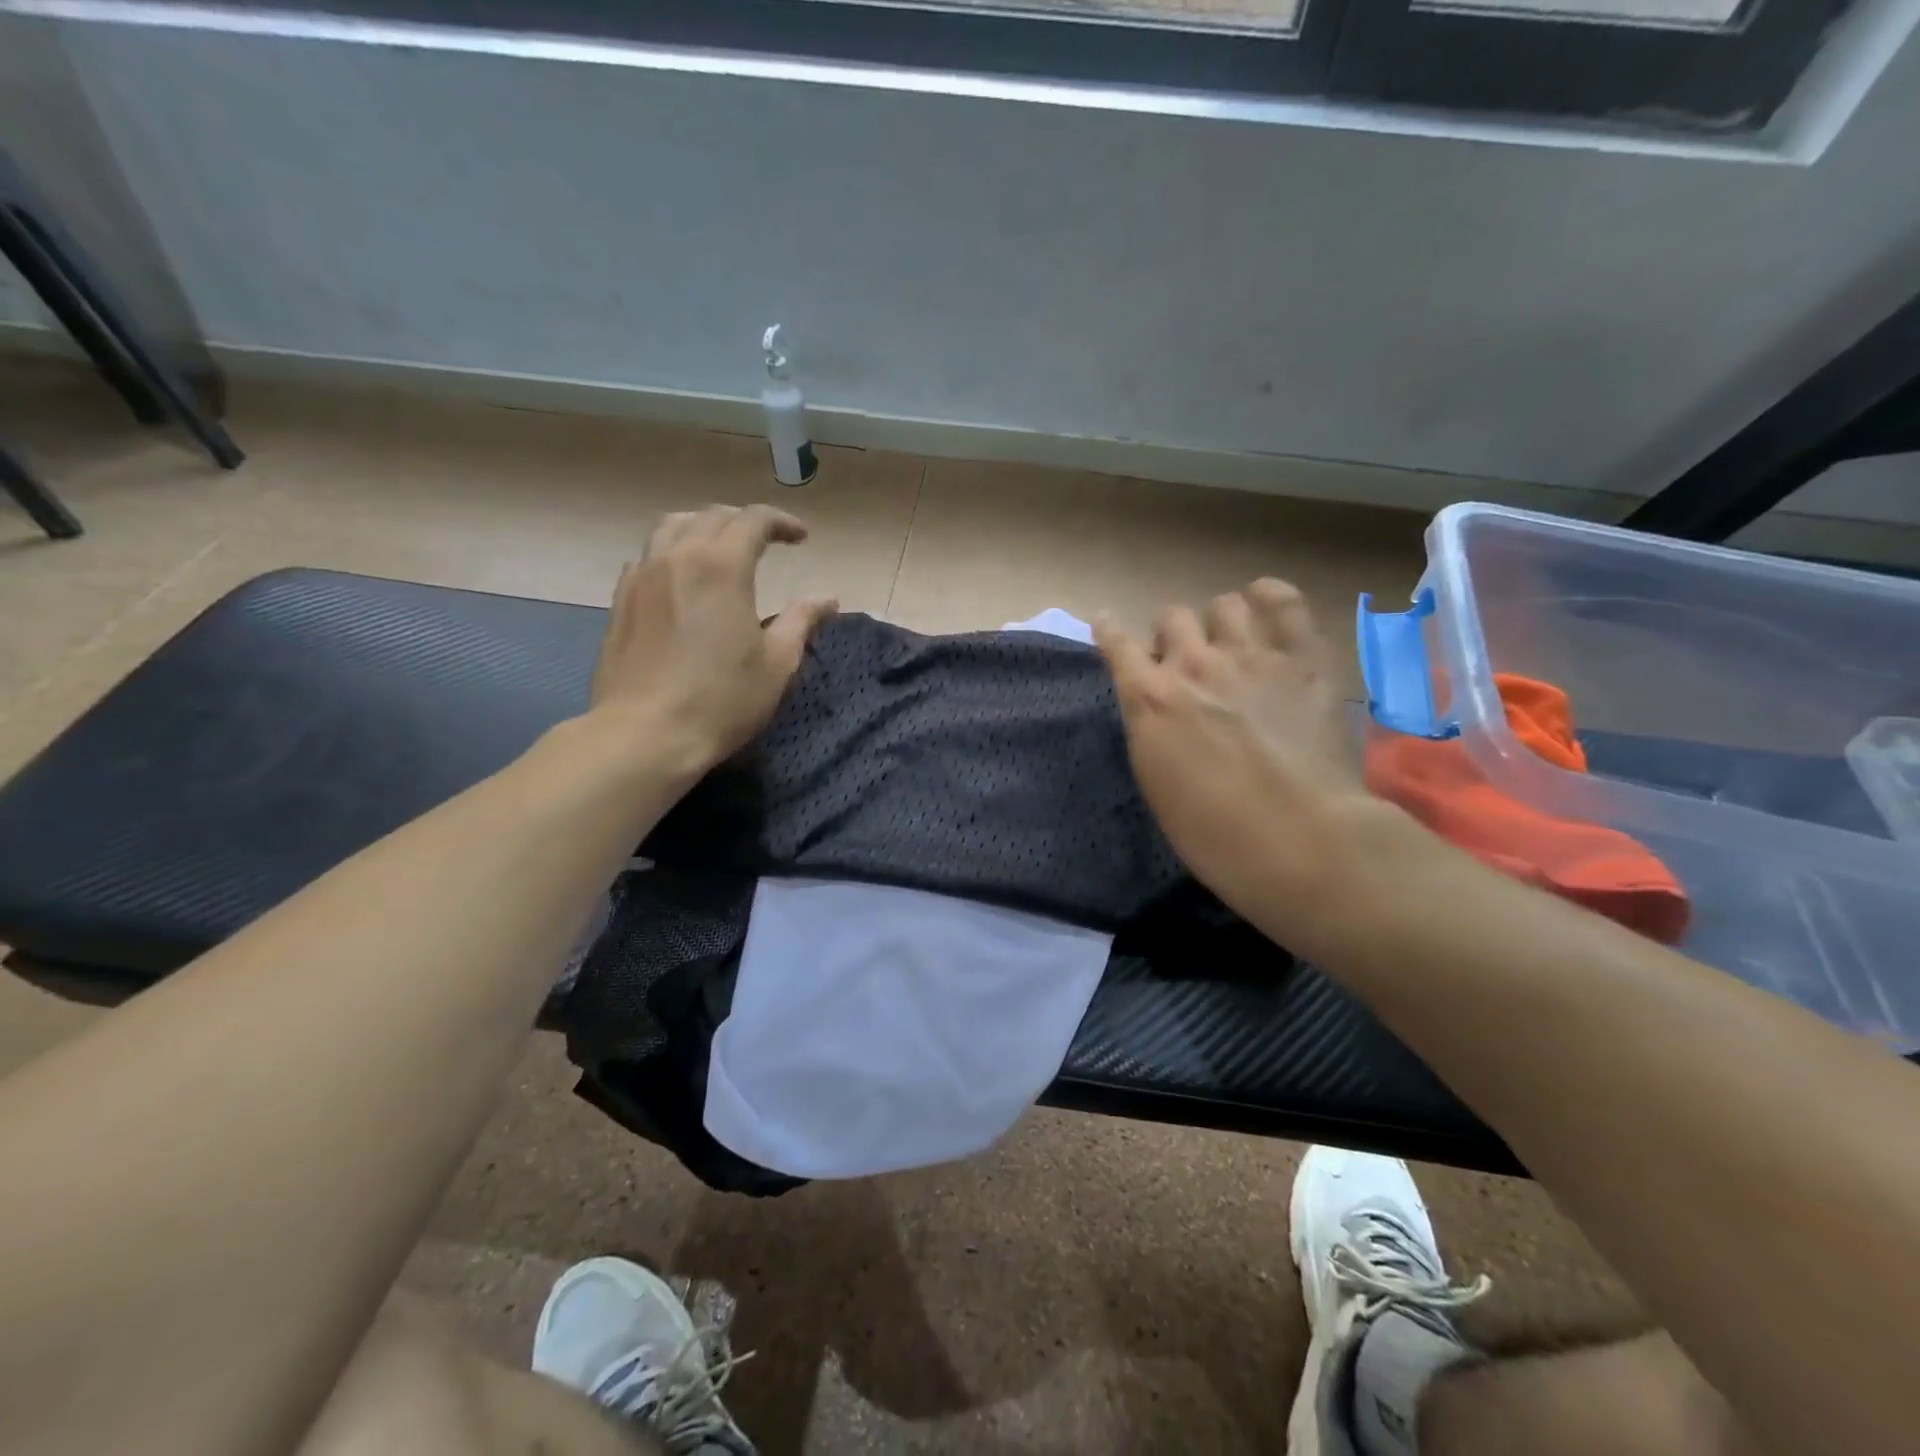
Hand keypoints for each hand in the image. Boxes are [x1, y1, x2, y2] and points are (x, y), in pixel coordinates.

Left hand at [589, 504, 835, 775]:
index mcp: (721, 566)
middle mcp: (678, 557)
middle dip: (744, 522)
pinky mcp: (620, 600)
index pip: (753, 521)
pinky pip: (648, 555)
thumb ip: (802, 621)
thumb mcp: (777, 664)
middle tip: (766, 542)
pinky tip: (681, 578)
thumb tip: (827, 599)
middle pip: (712, 516)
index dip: (781, 522)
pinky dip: (672, 551)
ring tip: (720, 547)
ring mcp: (642, 576)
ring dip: (703, 526)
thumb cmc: (721, 700)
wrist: (645, 734)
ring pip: (671, 526)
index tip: (801, 538)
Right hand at [1094, 580, 1372, 926]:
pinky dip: (1271, 596)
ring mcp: (1250, 656)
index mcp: (1149, 699)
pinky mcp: (1303, 660)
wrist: (1296, 838)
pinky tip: (1264, 600)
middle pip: (1171, 617)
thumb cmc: (1213, 831)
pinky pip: (1285, 603)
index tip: (1107, 624)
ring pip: (1224, 605)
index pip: (1116, 644)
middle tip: (1184, 662)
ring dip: (1219, 621)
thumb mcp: (1156, 782)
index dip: (1109, 630)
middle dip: (1172, 635)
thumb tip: (1158, 709)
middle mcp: (1193, 664)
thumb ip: (1151, 730)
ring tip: (1230, 642)